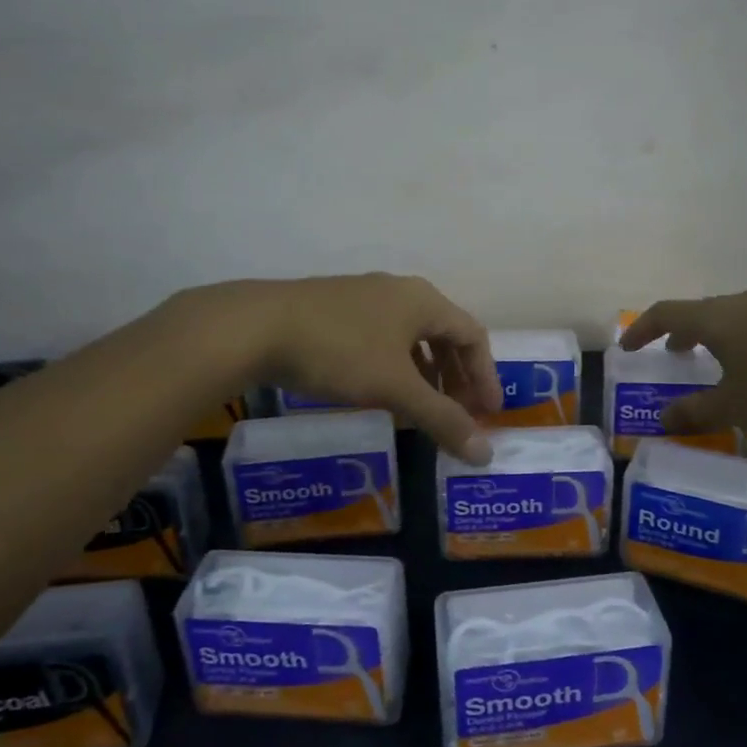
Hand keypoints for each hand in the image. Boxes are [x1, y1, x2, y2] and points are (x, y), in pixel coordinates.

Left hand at [173, 274, 502, 461]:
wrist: (257, 326)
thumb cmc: (339, 351)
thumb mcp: (395, 388)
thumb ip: (441, 419)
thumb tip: (484, 455)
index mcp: (423, 300)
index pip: (473, 335)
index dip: (486, 375)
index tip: (489, 413)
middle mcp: (399, 291)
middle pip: (444, 333)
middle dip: (457, 376)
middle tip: (460, 414)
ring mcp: (364, 296)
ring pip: (410, 336)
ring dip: (427, 373)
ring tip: (424, 407)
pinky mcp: (335, 309)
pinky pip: (382, 337)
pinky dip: (396, 366)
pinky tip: (381, 390)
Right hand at [620, 288, 746, 441]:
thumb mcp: (737, 407)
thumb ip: (696, 413)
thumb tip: (662, 421)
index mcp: (719, 319)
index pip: (667, 313)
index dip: (642, 330)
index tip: (628, 349)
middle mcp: (745, 303)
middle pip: (701, 311)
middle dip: (681, 332)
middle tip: (673, 355)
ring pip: (734, 316)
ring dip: (715, 335)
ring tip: (716, 361)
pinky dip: (746, 339)